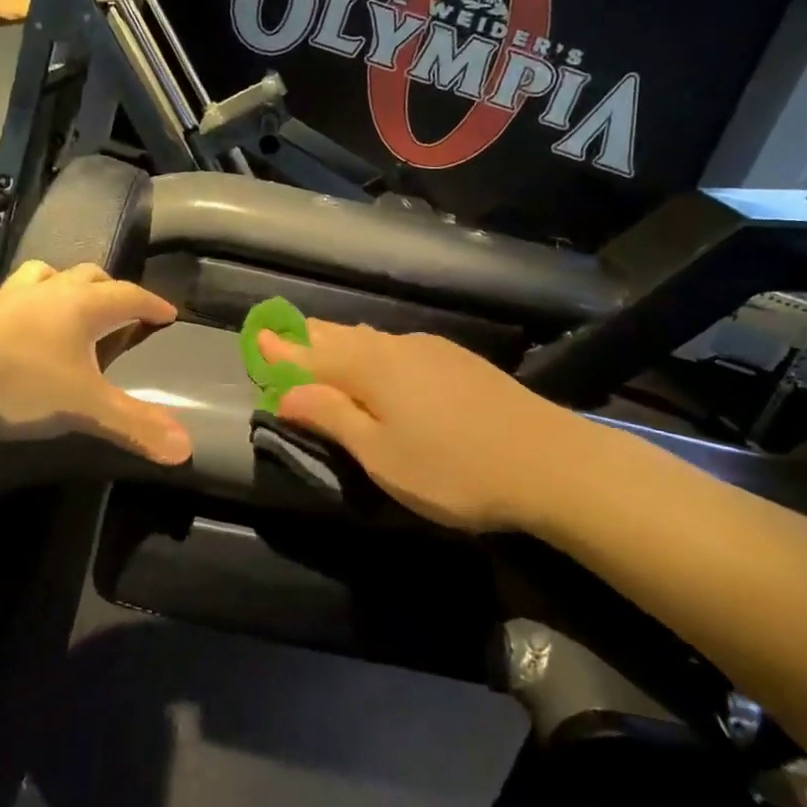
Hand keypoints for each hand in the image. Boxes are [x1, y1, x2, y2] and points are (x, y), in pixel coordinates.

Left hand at [0, 262, 190, 464]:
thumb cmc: (14, 377)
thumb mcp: (81, 406)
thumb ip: (133, 424)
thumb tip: (187, 450)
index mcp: (79, 307)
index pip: (127, 296)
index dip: (150, 304)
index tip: (167, 312)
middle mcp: (43, 293)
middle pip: (85, 276)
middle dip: (108, 288)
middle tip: (118, 307)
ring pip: (39, 277)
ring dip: (59, 285)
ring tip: (61, 304)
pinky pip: (0, 299)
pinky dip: (16, 308)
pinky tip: (6, 332)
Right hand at [259, 322, 575, 531]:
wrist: (549, 462)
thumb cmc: (453, 469)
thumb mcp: (381, 455)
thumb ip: (332, 417)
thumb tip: (287, 391)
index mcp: (372, 367)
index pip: (312, 352)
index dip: (282, 349)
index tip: (256, 337)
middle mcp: (398, 346)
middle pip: (341, 337)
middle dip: (308, 339)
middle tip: (282, 336)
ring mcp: (433, 350)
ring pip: (372, 341)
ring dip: (341, 344)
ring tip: (321, 345)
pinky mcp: (460, 362)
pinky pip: (398, 348)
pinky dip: (373, 352)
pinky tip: (379, 363)